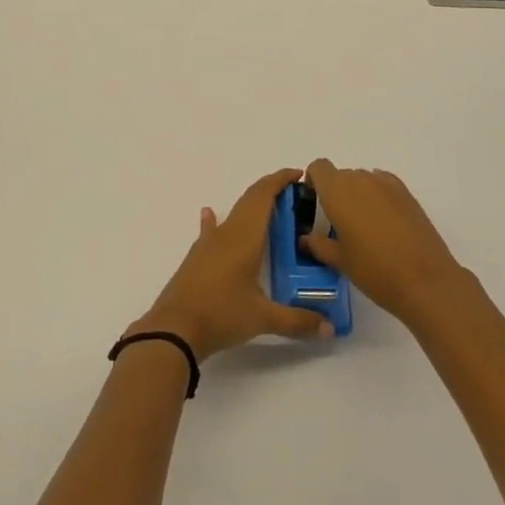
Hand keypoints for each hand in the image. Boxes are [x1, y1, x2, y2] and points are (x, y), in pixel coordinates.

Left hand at [131, 168, 333, 358]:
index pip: (263, 196)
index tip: (299, 175)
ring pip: (234, 213)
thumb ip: (298, 321)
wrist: (174, 329)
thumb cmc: (221, 314)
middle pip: (250, 199)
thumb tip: (330, 329)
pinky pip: (211, 230)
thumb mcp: (262, 319)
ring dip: (251, 206)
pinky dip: (216, 219)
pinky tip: (209, 214)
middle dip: (271, 191)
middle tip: (295, 195)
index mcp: (245, 237)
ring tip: (269, 209)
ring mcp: (209, 243)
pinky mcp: (197, 257)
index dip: (280, 181)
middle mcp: (227, 232)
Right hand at [301, 159, 466, 327]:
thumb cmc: (374, 271)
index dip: (314, 181)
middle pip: (341, 176)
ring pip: (363, 180)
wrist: (425, 281)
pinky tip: (384, 224)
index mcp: (338, 191)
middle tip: (339, 224)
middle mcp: (360, 179)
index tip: (315, 204)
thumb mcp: (340, 261)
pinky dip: (378, 197)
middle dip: (336, 194)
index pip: (319, 168)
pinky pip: (383, 186)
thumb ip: (318, 244)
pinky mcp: (407, 193)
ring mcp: (386, 184)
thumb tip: (306, 238)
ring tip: (365, 228)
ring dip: (358, 196)